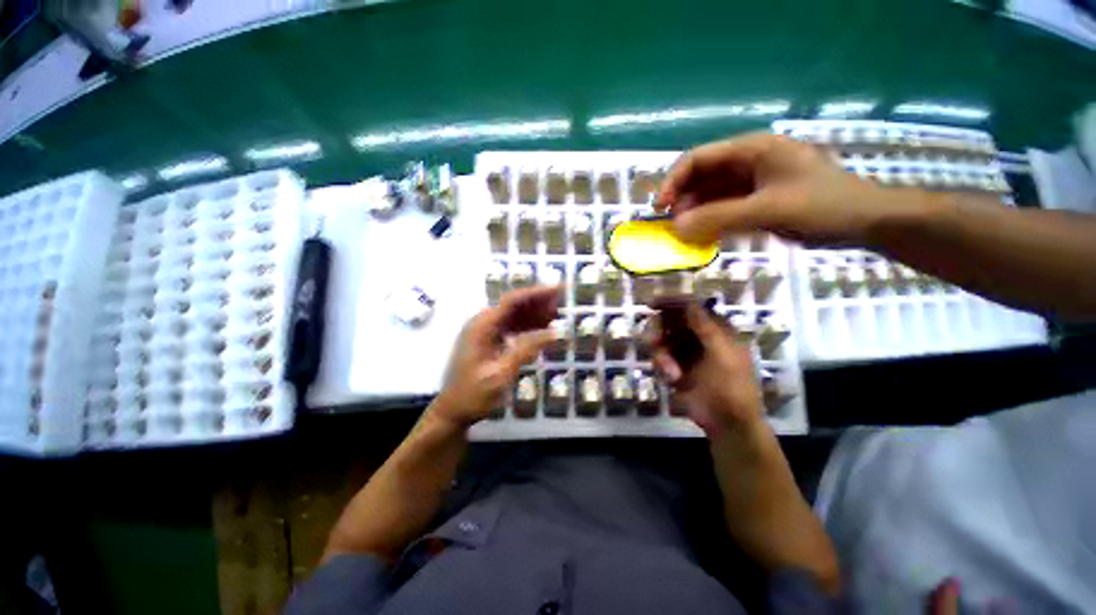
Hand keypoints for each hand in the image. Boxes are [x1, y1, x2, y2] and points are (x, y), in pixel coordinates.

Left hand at [432, 286, 559, 427]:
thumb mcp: (501, 374)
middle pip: (514, 304)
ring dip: (535, 313)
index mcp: (481, 326)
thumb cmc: (474, 394)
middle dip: (538, 301)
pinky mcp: (489, 340)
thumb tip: (555, 333)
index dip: (536, 293)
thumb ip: (526, 350)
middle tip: (562, 302)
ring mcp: (484, 331)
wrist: (453, 411)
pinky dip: (528, 325)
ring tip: (558, 313)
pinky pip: (511, 326)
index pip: (512, 301)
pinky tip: (543, 329)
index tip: (557, 290)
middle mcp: (482, 323)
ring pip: (514, 314)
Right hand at [650, 302, 763, 436]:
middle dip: (659, 330)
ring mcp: (685, 352)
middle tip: (653, 341)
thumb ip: (707, 328)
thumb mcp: (723, 355)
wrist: (726, 423)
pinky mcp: (675, 367)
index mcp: (716, 330)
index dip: (671, 302)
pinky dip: (662, 366)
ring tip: (670, 371)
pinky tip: (672, 379)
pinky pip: (659, 357)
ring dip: (661, 354)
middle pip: (670, 321)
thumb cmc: (732, 387)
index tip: (651, 304)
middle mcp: (698, 337)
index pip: (691, 307)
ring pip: (661, 340)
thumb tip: (691, 302)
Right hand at [656, 133, 884, 246]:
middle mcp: (748, 161)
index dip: (673, 181)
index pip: (699, 158)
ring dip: (695, 212)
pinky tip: (704, 235)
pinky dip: (710, 221)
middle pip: (702, 176)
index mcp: (752, 149)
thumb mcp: (769, 210)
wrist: (867, 221)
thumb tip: (676, 229)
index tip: (660, 208)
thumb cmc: (824, 206)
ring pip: (711, 194)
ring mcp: (753, 182)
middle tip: (674, 227)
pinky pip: (724, 207)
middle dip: (683, 200)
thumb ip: (719, 218)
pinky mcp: (757, 199)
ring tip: (686, 234)